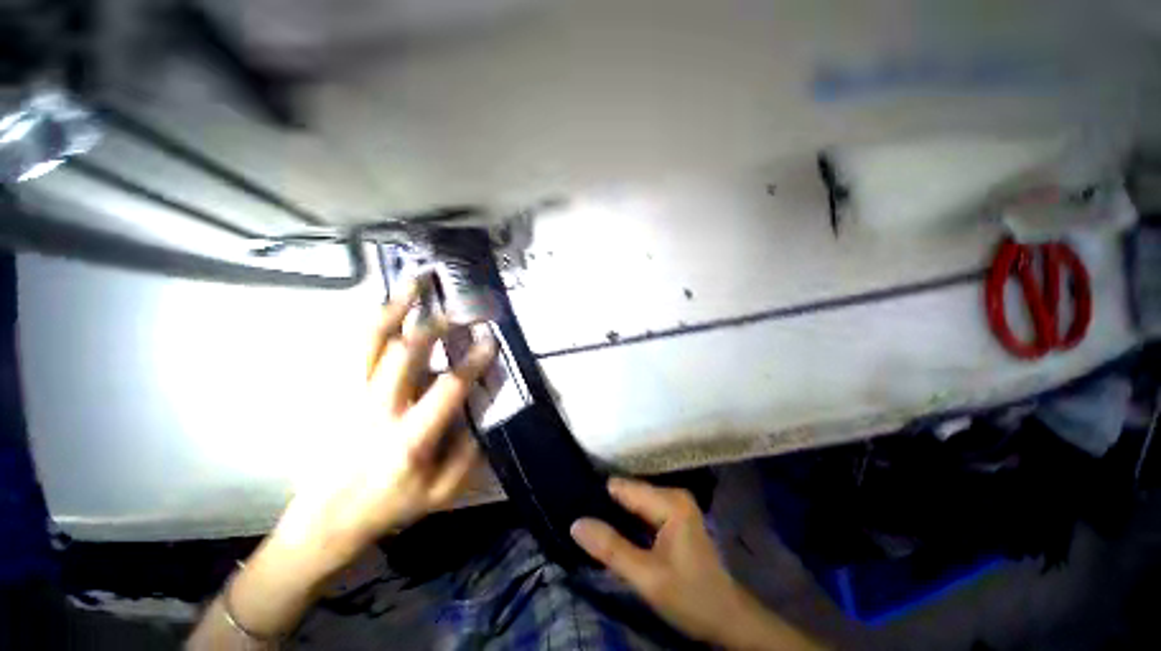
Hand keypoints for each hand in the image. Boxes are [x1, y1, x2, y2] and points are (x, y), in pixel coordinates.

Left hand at [189, 279, 496, 647]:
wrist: (326, 520)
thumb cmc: (388, 506)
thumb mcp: (441, 492)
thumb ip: (469, 452)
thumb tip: (483, 411)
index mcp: (409, 437)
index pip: (448, 388)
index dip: (472, 361)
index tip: (490, 340)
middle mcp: (378, 409)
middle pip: (404, 353)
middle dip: (434, 326)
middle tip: (456, 310)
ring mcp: (352, 397)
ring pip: (371, 341)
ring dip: (395, 307)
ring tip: (413, 282)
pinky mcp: (338, 393)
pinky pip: (356, 347)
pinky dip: (374, 322)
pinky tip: (387, 305)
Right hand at [571, 478, 822, 650]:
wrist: (727, 619)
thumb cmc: (691, 597)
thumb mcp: (647, 577)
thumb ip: (611, 549)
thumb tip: (575, 523)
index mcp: (670, 501)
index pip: (623, 488)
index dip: (598, 496)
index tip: (573, 504)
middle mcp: (673, 494)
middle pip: (629, 493)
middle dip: (606, 506)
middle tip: (580, 520)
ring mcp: (675, 504)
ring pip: (634, 501)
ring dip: (615, 513)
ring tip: (590, 524)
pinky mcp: (674, 516)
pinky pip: (643, 510)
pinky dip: (627, 520)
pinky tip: (613, 530)